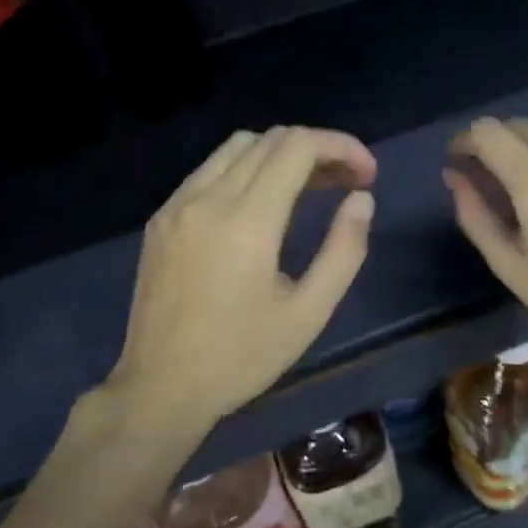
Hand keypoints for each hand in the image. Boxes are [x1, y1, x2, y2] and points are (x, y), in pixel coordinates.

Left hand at [106, 127, 376, 440]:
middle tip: (347, 184)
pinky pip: (209, 171)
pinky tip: (262, 205)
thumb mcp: (309, 313)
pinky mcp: (160, 219)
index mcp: (246, 221)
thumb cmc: (242, 358)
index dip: (341, 147)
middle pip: (270, 139)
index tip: (367, 175)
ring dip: (280, 155)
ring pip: (236, 147)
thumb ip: (344, 250)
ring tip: (310, 188)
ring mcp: (176, 205)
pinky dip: (246, 170)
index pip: (297, 146)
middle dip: (317, 150)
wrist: (161, 388)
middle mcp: (207, 198)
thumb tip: (361, 200)